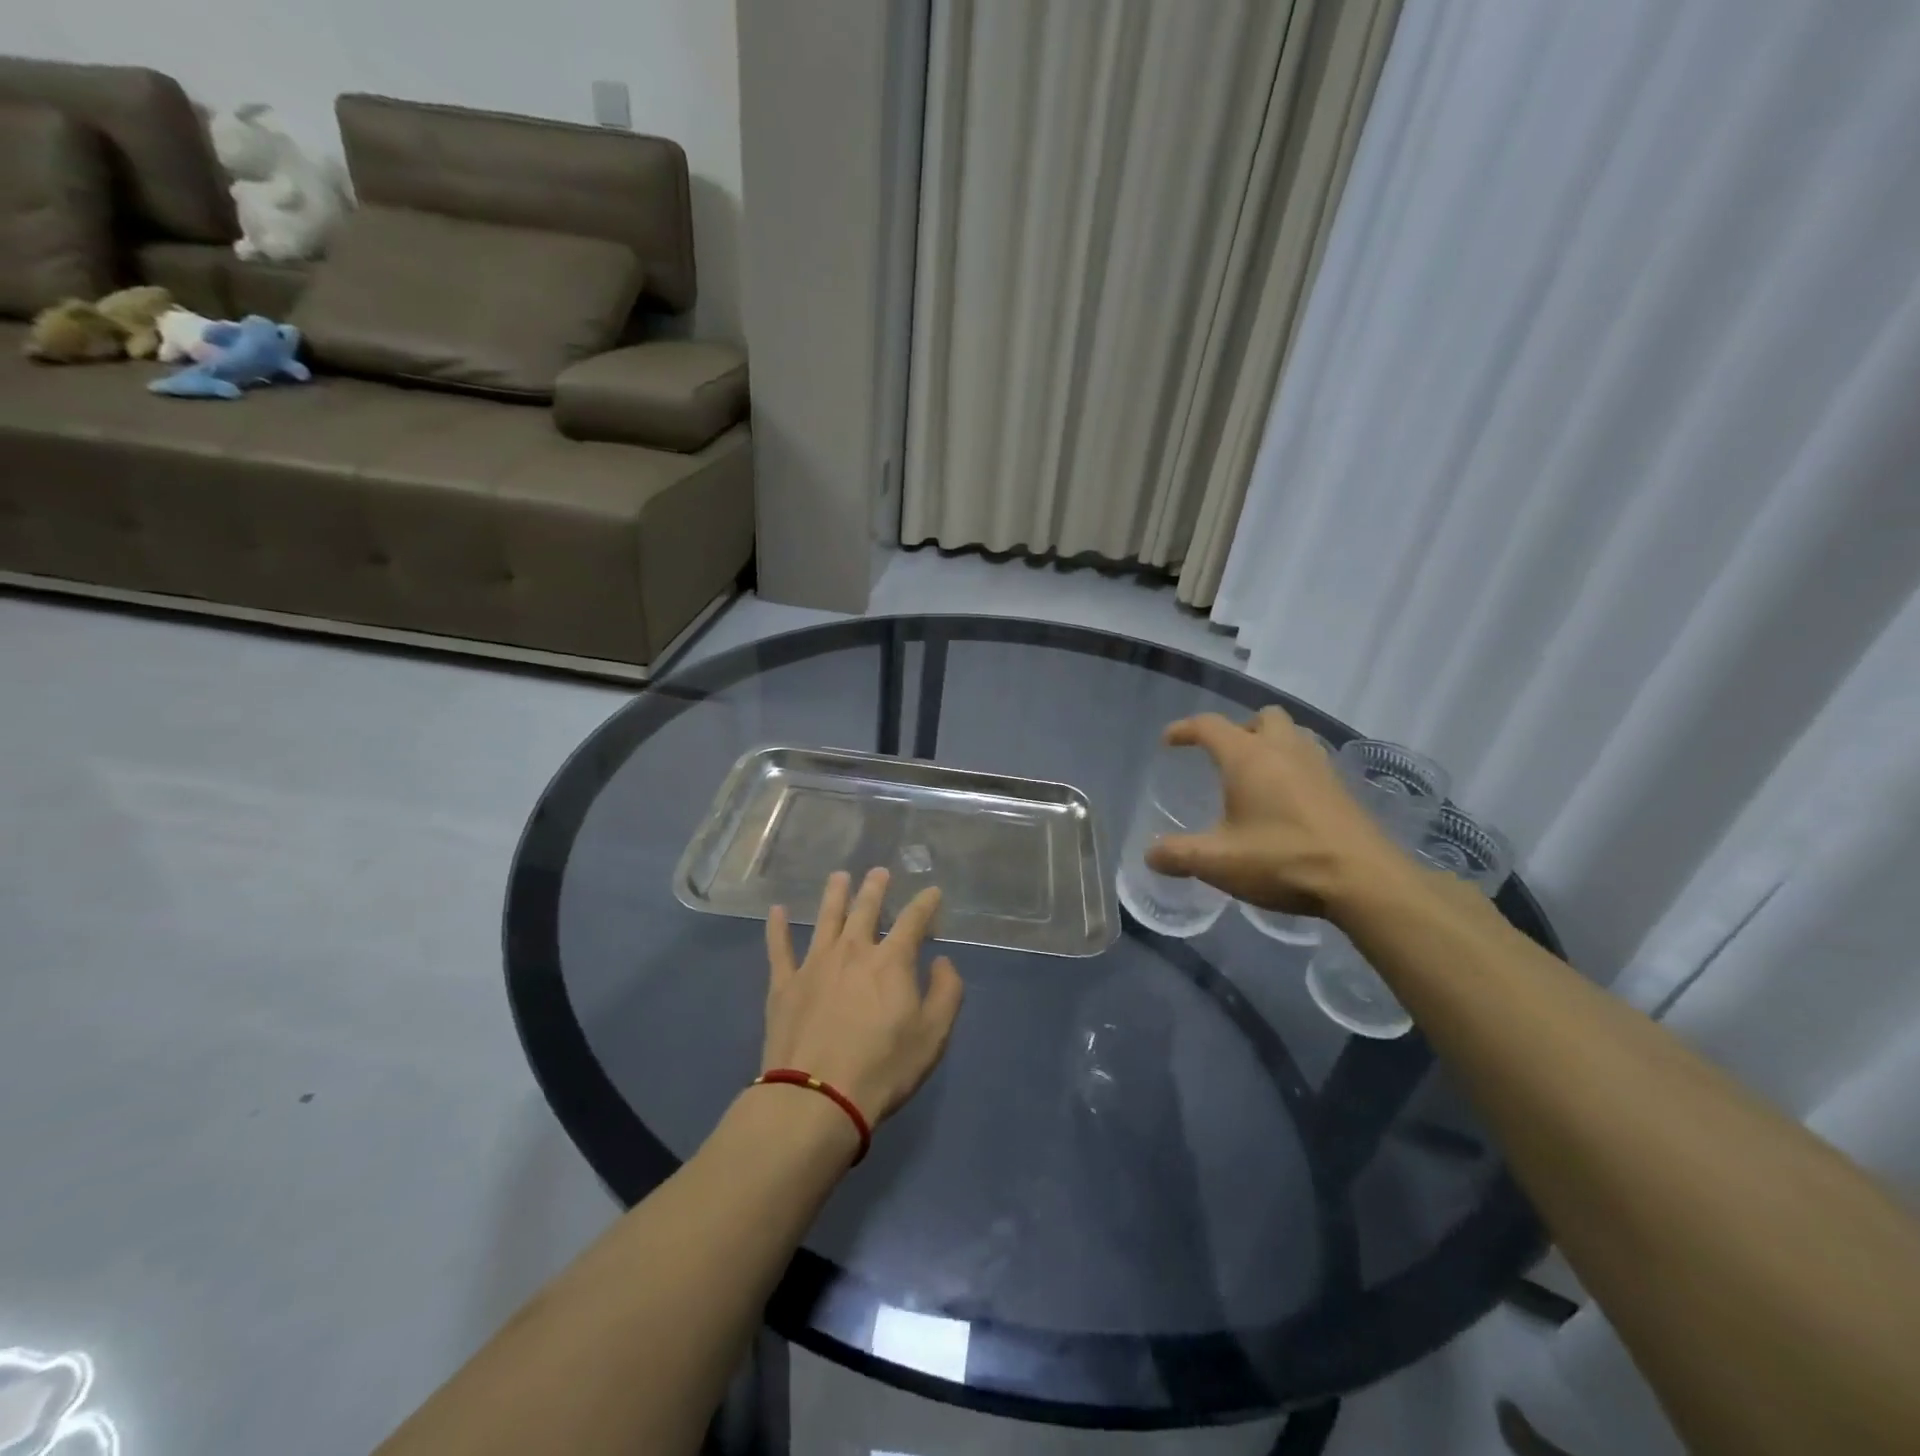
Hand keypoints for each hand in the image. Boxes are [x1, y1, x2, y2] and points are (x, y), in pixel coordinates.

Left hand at [763, 868, 965, 1124]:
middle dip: (875, 888)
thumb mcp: (933, 1036)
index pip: (913, 921)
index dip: (925, 904)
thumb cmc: (883, 1068)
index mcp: (891, 961)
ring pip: (825, 918)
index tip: (932, 891)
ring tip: (838, 877)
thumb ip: (946, 993)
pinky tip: (777, 910)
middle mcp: (852, 951)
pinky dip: (777, 927)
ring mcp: (814, 964)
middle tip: (879, 872)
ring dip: (834, 895)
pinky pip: (779, 947)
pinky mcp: (784, 984)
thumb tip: (941, 962)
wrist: (817, 1097)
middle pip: (865, 910)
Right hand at [1144, 708, 1405, 915]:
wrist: (1363, 879)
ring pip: (1293, 735)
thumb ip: (1177, 855)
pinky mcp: (1342, 788)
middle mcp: (1284, 750)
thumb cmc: (1282, 859)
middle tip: (1224, 758)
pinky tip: (1287, 802)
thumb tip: (1150, 854)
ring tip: (1256, 776)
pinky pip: (1311, 760)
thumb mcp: (1217, 862)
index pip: (1210, 725)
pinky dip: (1293, 768)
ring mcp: (1319, 766)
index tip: (1169, 741)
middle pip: (1262, 717)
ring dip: (1271, 745)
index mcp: (1248, 757)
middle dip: (1239, 729)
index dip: (1185, 729)